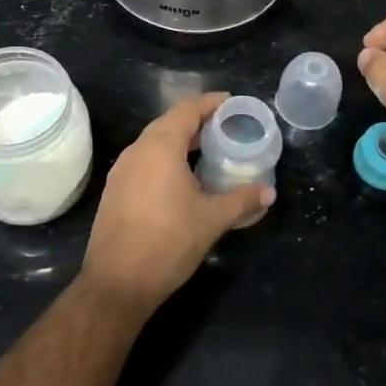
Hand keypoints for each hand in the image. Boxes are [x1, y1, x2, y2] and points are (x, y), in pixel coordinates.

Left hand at [81, 92, 272, 307]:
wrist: (117, 282)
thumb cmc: (168, 242)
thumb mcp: (212, 219)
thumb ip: (242, 200)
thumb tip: (269, 192)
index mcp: (160, 147)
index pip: (187, 110)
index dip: (210, 103)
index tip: (232, 102)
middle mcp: (137, 151)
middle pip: (169, 123)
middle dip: (197, 122)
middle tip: (225, 127)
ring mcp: (122, 171)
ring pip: (154, 144)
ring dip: (180, 142)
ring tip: (208, 151)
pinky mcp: (116, 191)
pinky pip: (144, 162)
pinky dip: (166, 160)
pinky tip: (183, 179)